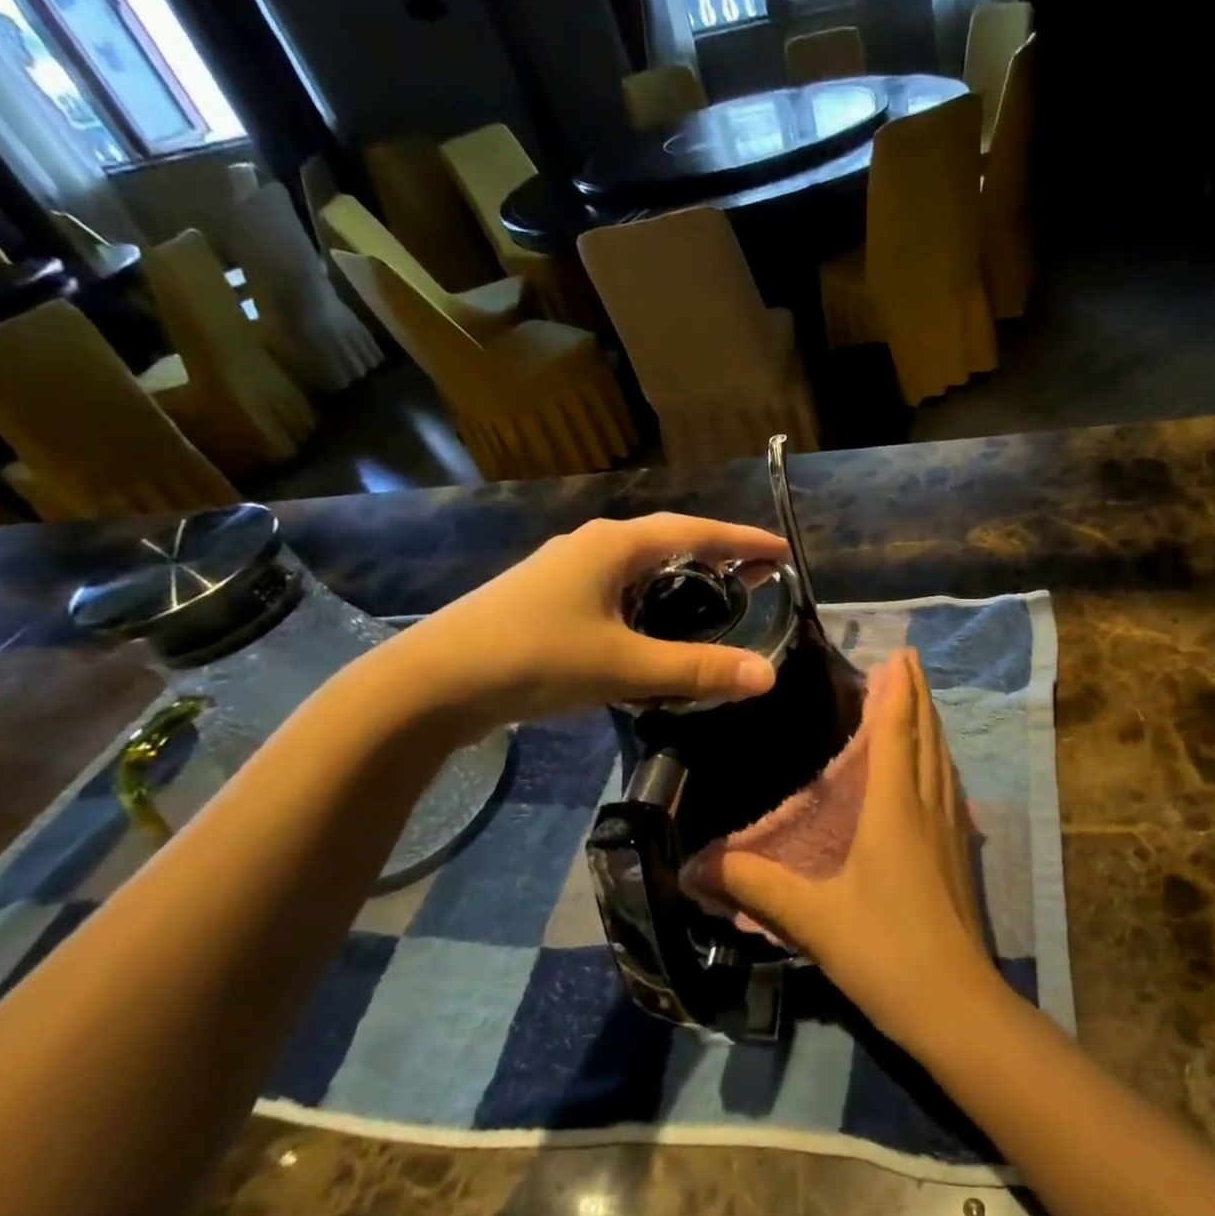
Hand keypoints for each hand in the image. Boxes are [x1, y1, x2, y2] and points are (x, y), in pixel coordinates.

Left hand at [379, 514, 788, 736]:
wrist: (431, 684)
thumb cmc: (533, 659)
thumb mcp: (623, 666)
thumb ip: (697, 669)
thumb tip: (768, 676)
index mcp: (614, 545)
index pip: (696, 532)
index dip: (743, 540)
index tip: (783, 550)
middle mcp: (592, 545)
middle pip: (670, 542)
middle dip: (718, 557)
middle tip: (758, 578)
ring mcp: (567, 570)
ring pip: (642, 567)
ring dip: (683, 579)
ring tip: (716, 601)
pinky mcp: (551, 598)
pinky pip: (619, 588)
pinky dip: (652, 600)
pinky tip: (655, 628)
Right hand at [712, 648, 1005, 1047]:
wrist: (956, 1005)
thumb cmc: (885, 951)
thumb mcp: (811, 919)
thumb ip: (755, 887)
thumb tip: (696, 868)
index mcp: (896, 808)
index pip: (897, 732)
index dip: (897, 691)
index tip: (898, 654)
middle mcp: (929, 806)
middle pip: (927, 736)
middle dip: (918, 695)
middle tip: (908, 662)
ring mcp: (952, 830)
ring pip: (943, 760)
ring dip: (931, 723)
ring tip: (921, 700)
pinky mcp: (960, 853)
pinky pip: (950, 786)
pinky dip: (940, 759)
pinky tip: (936, 769)